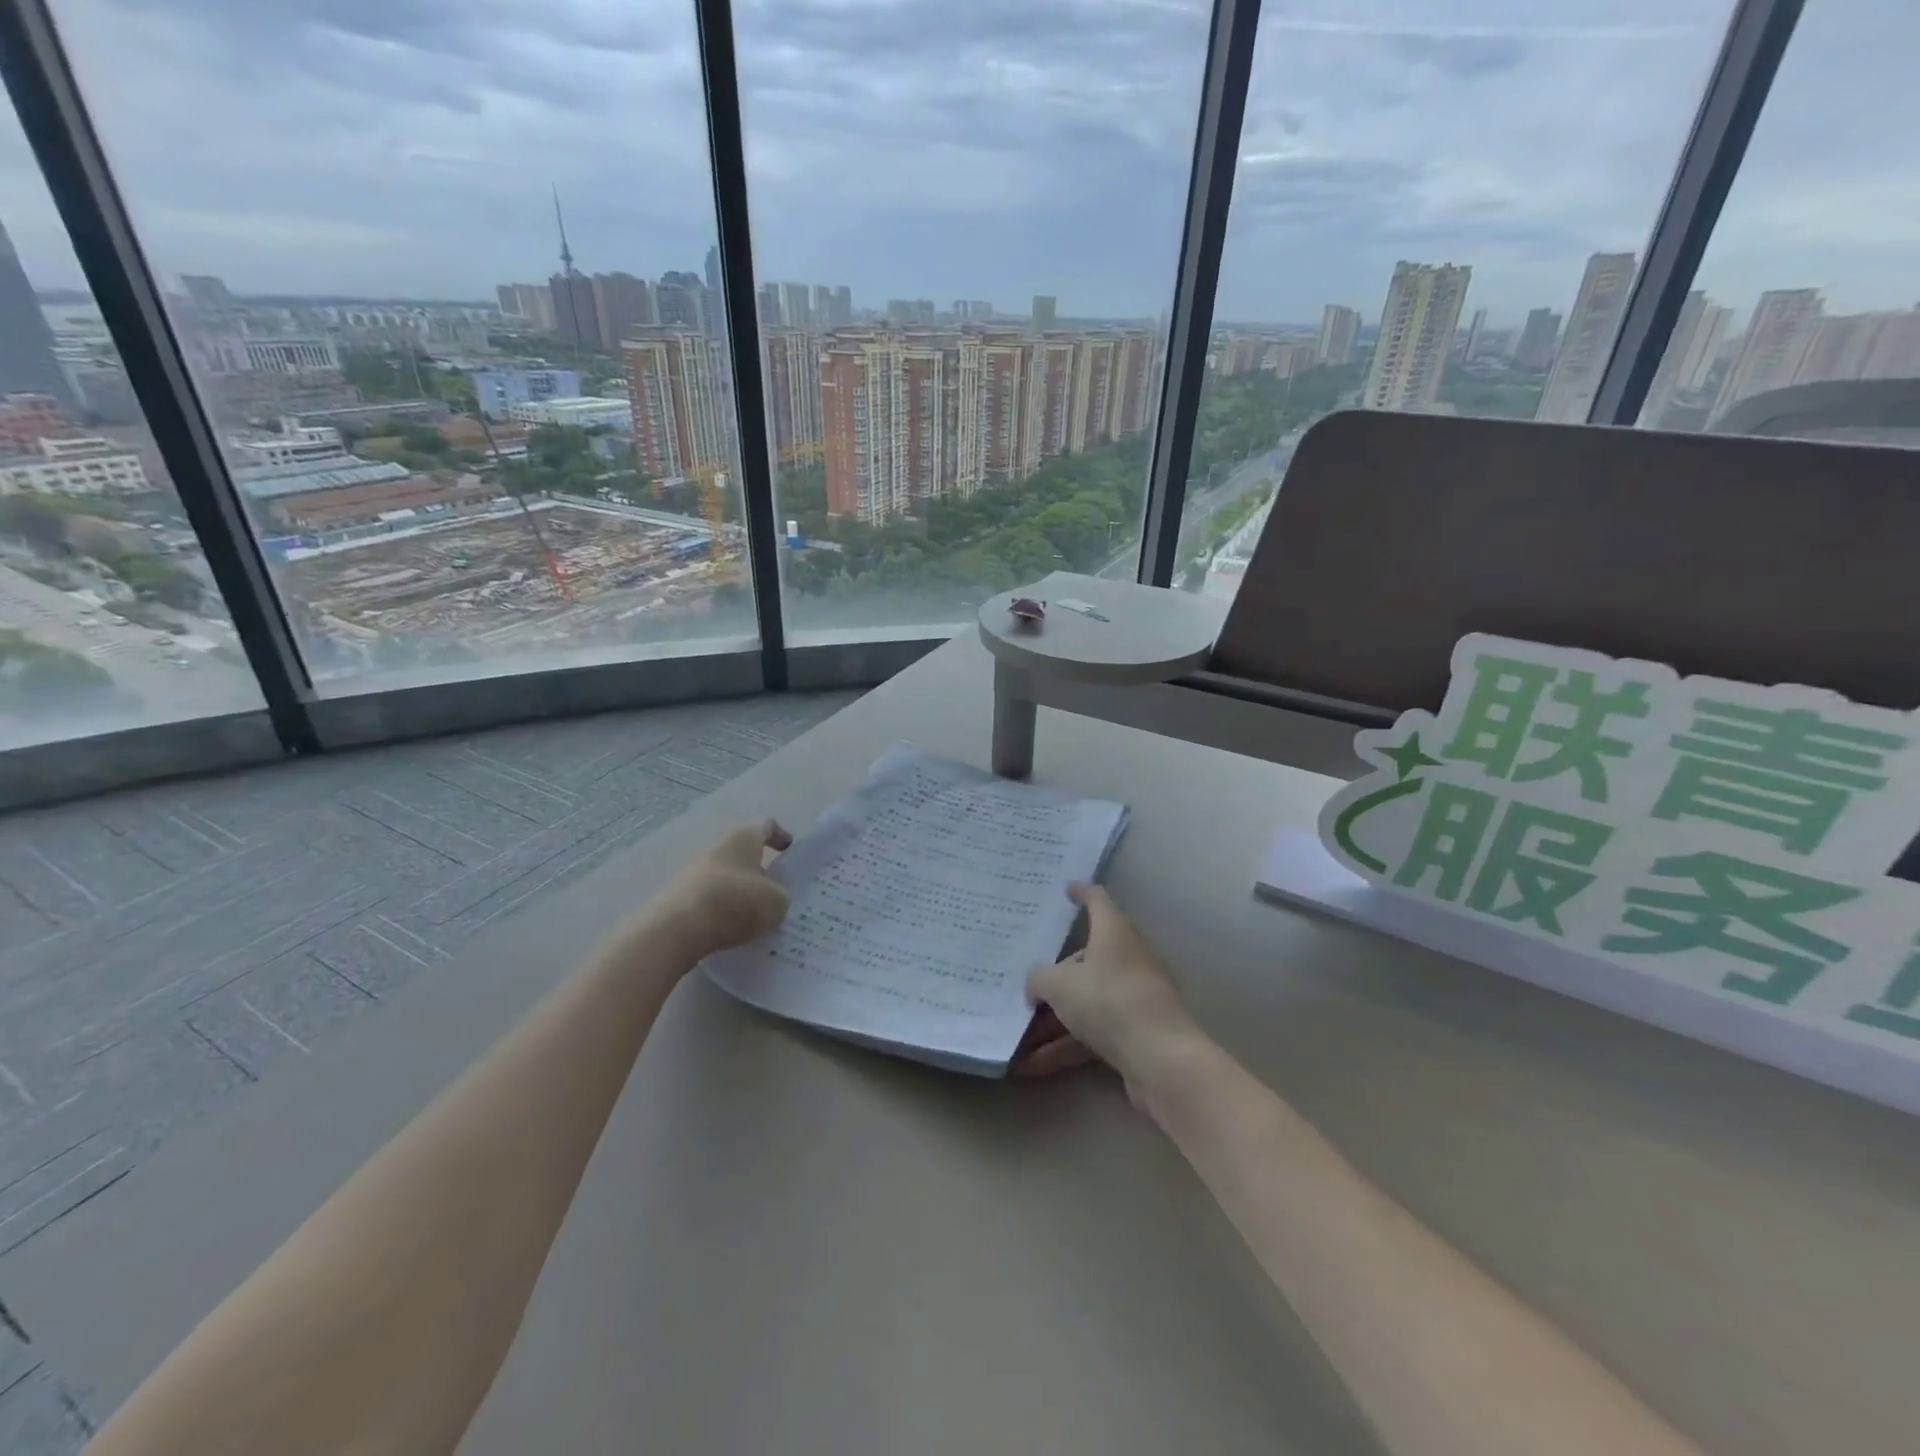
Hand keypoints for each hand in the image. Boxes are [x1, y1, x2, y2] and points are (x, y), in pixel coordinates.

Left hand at [652, 819, 792, 959]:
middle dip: (761, 874)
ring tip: (756, 921)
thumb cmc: (734, 902)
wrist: (675, 929)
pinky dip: (722, 913)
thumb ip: (780, 897)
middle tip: (777, 895)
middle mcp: (716, 848)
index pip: (766, 826)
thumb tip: (772, 900)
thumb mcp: (776, 902)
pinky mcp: (678, 899)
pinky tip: (732, 933)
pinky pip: (710, 902)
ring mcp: (693, 873)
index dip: (781, 837)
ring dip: (741, 895)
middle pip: (744, 855)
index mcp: (743, 838)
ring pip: (726, 880)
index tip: (790, 853)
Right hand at [1014, 882, 1206, 1098]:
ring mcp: (1134, 997)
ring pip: (1087, 1001)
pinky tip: (1032, 1067)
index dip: (1082, 893)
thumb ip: (1039, 979)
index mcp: (1114, 932)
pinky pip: (1093, 1033)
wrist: (1161, 1059)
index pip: (1098, 901)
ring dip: (1053, 1020)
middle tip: (1026, 984)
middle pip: (1087, 958)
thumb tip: (1036, 986)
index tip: (1067, 889)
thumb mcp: (1059, 985)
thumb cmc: (1108, 1000)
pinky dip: (1065, 1046)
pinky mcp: (1136, 1033)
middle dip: (1056, 975)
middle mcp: (1128, 958)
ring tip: (1017, 1038)